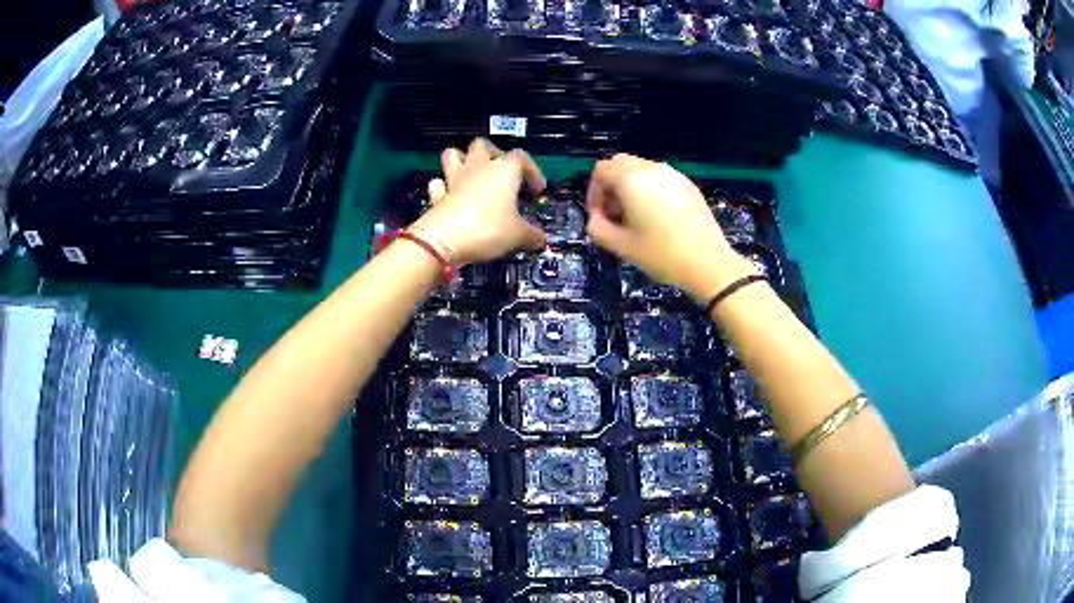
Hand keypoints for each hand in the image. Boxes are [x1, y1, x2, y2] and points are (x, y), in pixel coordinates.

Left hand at [409, 139, 546, 264]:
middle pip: (483, 145)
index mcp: (503, 170)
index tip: (536, 190)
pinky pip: (438, 184)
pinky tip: (450, 197)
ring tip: (471, 175)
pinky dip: (443, 188)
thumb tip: (541, 239)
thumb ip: (532, 235)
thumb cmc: (486, 229)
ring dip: (462, 161)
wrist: (443, 241)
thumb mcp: (518, 236)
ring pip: (454, 155)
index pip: (522, 157)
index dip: (532, 171)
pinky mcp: (437, 197)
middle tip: (501, 172)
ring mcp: (454, 180)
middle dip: (493, 154)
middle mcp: (478, 168)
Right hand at [585, 154, 751, 301]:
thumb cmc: (662, 255)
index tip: (599, 216)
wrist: (709, 263)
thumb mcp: (621, 247)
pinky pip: (660, 177)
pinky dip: (650, 188)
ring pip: (641, 168)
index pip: (601, 170)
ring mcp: (673, 174)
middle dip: (611, 185)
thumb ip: (598, 228)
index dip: (594, 192)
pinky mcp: (688, 184)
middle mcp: (651, 169)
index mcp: (631, 180)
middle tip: (615, 213)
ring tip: (636, 216)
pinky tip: (658, 216)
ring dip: (630, 185)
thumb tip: (596, 219)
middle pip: (620, 163)